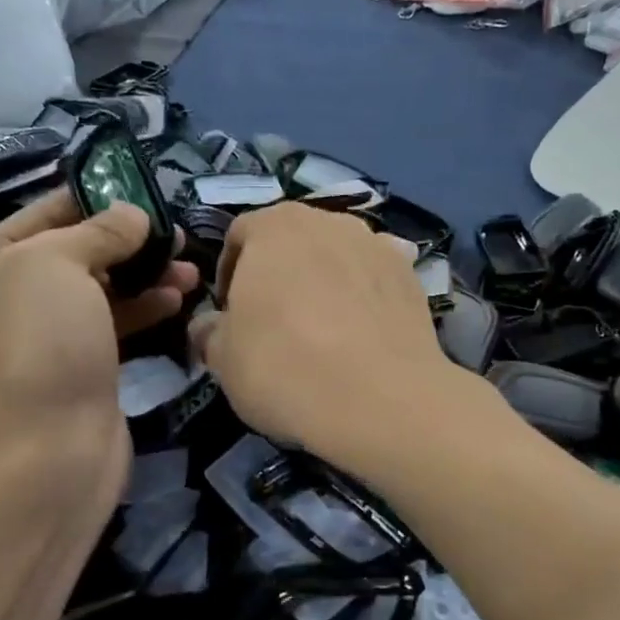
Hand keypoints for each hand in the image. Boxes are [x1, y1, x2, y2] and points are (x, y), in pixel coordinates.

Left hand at [0, 188, 199, 485]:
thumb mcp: (59, 262)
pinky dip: (141, 309)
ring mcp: (36, 340)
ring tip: (189, 267)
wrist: (53, 448)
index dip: (89, 200)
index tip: (138, 192)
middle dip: (125, 242)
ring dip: (142, 276)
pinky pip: (109, 325)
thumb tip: (134, 215)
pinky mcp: (73, 369)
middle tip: (173, 233)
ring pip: (96, 292)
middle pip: (71, 254)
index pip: (37, 216)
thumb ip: (99, 230)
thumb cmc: (41, 340)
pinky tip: (177, 299)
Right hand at [191, 203, 457, 465]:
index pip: (239, 235)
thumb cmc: (285, 367)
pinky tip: (363, 332)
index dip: (229, 273)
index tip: (230, 314)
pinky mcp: (411, 274)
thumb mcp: (223, 359)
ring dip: (324, 280)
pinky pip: (374, 278)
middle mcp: (328, 220)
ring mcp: (376, 243)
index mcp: (274, 226)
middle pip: (292, 240)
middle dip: (279, 273)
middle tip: (273, 321)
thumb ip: (209, 332)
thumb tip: (208, 327)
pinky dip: (364, 295)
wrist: (381, 399)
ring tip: (323, 328)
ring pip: (337, 255)